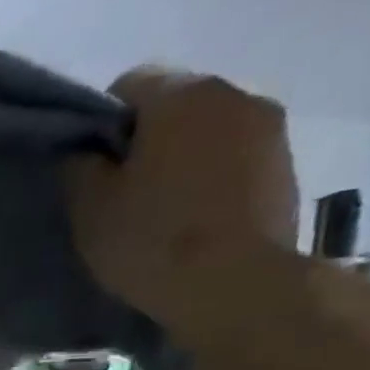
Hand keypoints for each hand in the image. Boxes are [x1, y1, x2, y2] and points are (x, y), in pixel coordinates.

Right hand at [64, 67, 299, 324]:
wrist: (235, 285)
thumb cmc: (151, 238)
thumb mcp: (89, 206)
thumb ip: (81, 165)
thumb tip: (88, 152)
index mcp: (181, 96)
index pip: (128, 84)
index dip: (102, 123)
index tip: (92, 165)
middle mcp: (234, 94)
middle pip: (174, 105)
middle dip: (147, 138)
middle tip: (123, 189)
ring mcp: (270, 129)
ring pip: (208, 131)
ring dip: (183, 157)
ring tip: (162, 207)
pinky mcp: (287, 166)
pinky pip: (235, 158)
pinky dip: (212, 177)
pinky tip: (195, 217)